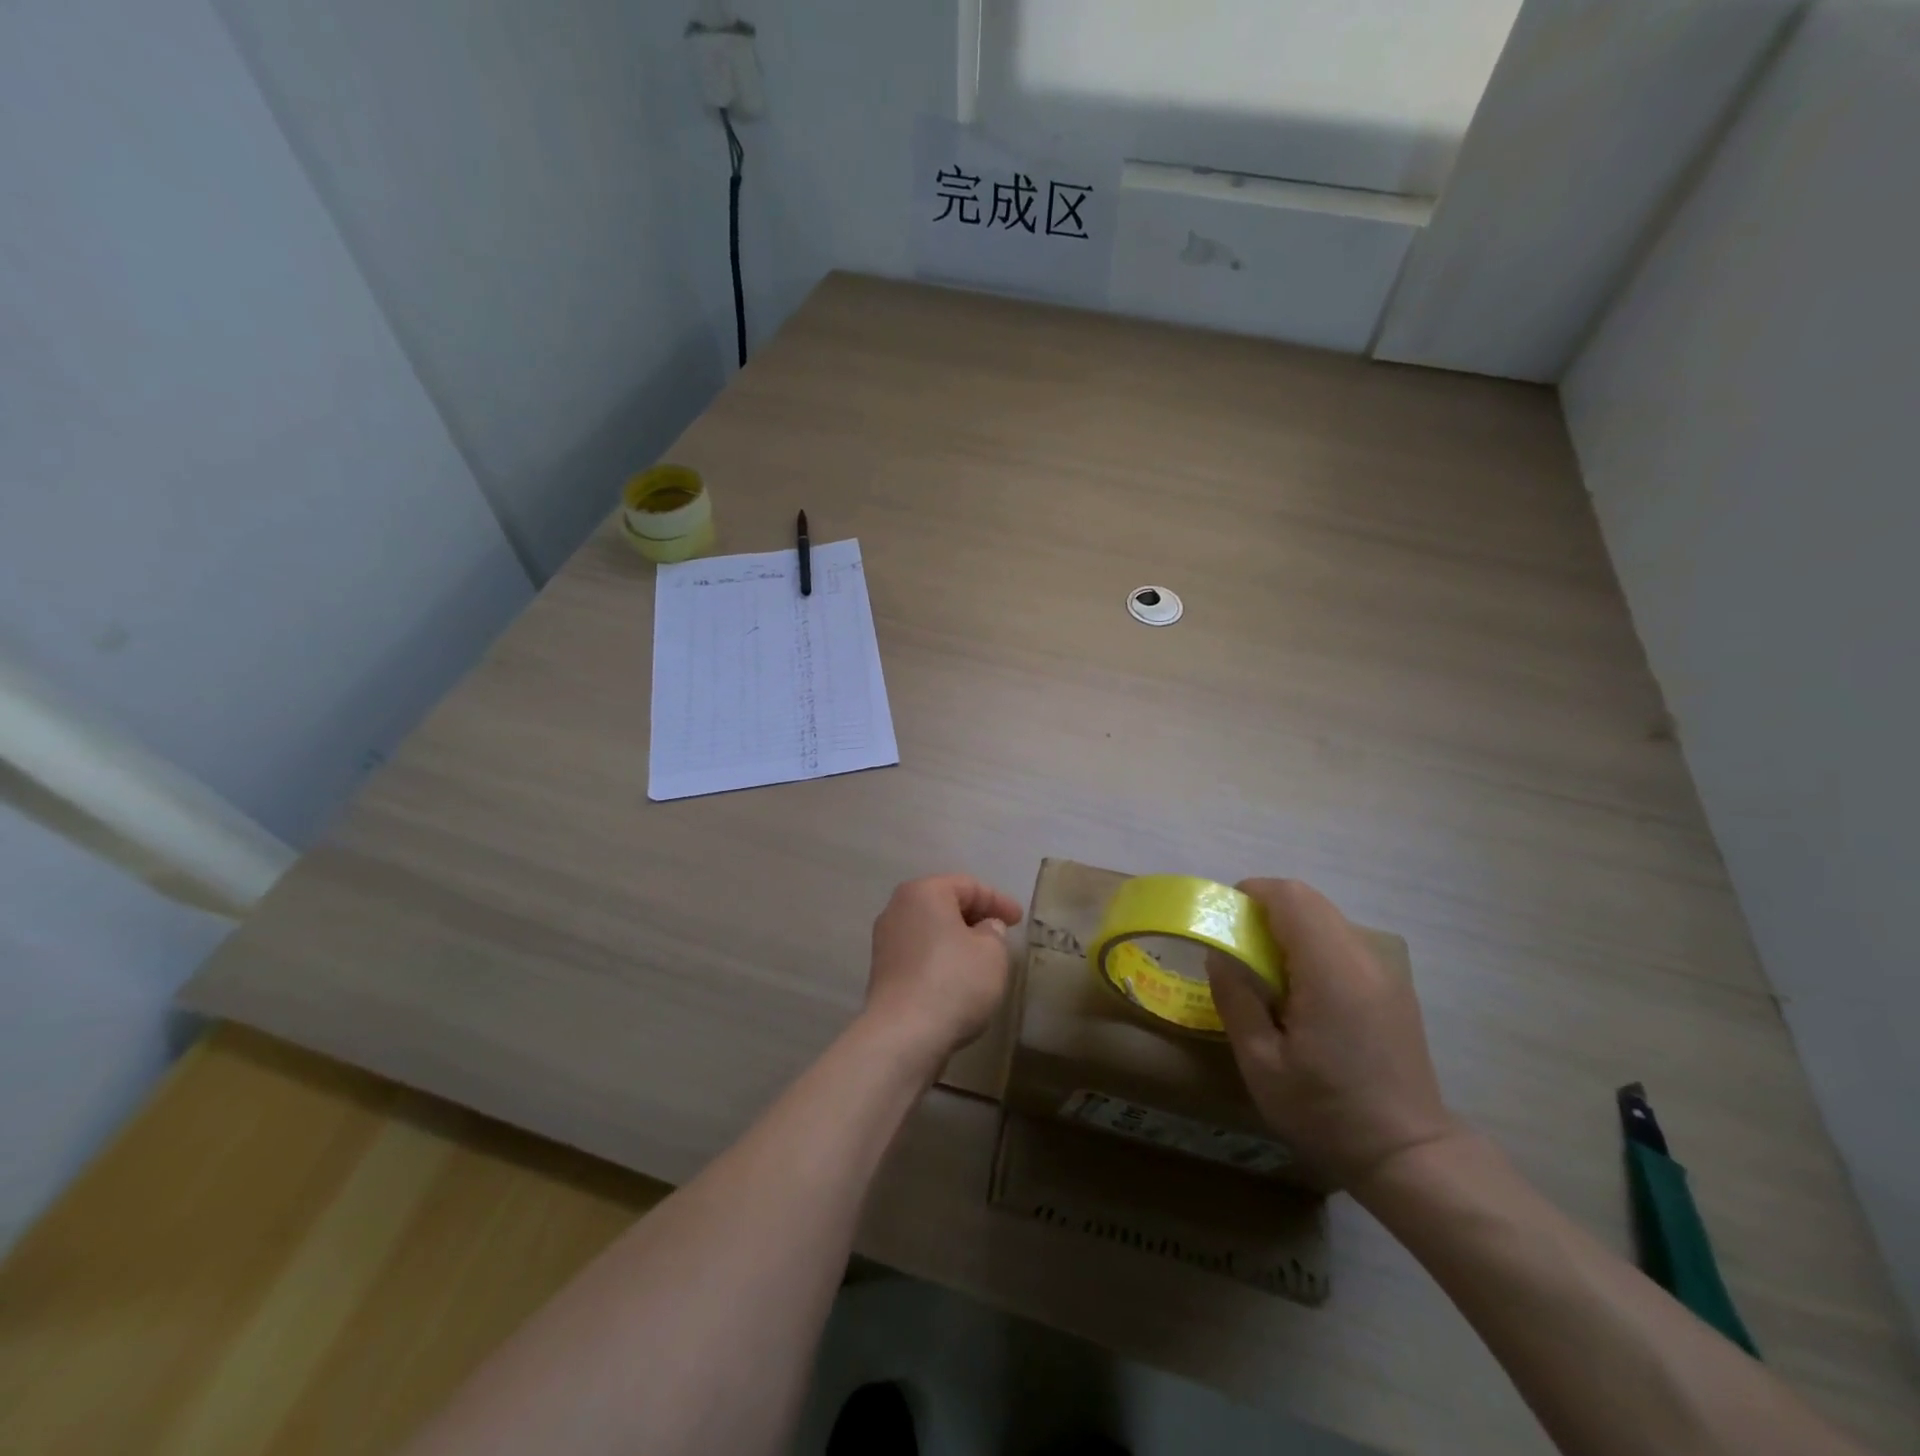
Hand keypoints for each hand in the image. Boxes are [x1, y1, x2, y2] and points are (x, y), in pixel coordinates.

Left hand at [862, 875, 1023, 1072]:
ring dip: (956, 939)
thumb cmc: (954, 982)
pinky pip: (920, 954)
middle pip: (944, 904)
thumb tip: (985, 929)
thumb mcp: (993, 952)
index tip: (1019, 920)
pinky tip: (958, 978)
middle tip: (1001, 933)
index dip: (998, 900)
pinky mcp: (883, 972)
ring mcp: (886, 941)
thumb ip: (994, 932)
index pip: (968, 885)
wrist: (904, 1035)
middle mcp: (897, 909)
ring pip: (930, 930)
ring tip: (982, 957)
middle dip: (975, 917)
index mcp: (923, 892)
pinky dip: (941, 959)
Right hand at [1208, 878, 1458, 1191]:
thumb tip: (1219, 955)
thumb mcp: (1261, 1064)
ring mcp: (1384, 970)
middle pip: (1308, 901)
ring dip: (1289, 928)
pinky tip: (1302, 993)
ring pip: (1326, 919)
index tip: (1224, 921)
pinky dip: (1312, 946)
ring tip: (1267, 974)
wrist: (1410, 1156)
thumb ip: (1236, 999)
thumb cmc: (1327, 1112)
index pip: (1290, 897)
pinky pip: (1343, 942)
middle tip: (1238, 949)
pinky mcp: (1392, 986)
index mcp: (1330, 970)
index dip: (1251, 894)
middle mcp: (1363, 957)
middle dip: (1265, 911)